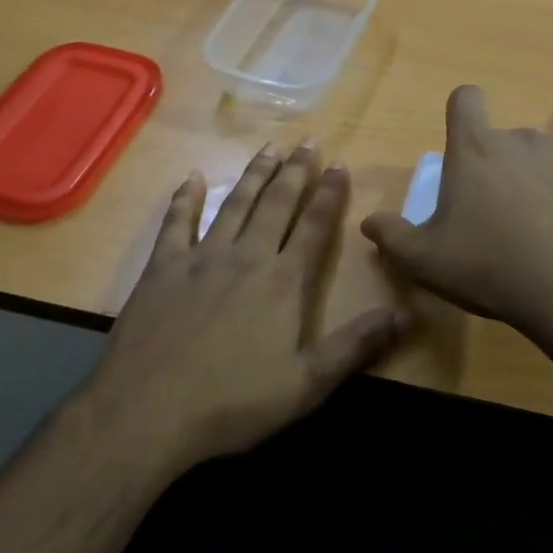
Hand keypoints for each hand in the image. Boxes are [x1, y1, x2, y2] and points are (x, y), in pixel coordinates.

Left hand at [86, 141, 407, 471]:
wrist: (148, 411)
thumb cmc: (232, 402)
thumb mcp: (306, 385)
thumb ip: (355, 346)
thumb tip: (404, 315)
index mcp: (282, 282)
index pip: (313, 226)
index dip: (329, 194)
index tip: (340, 164)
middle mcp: (246, 257)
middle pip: (277, 204)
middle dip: (295, 170)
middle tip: (308, 140)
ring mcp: (201, 257)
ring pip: (235, 203)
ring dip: (254, 174)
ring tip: (269, 147)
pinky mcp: (163, 267)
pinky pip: (177, 223)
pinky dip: (184, 198)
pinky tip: (190, 177)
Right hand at [360, 85, 552, 332]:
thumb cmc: (492, 267)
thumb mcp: (427, 261)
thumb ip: (392, 237)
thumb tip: (369, 222)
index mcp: (476, 149)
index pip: (465, 99)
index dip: (462, 113)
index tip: (464, 143)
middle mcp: (522, 138)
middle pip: (504, 141)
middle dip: (500, 169)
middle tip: (500, 218)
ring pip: (545, 160)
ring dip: (539, 183)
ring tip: (543, 232)